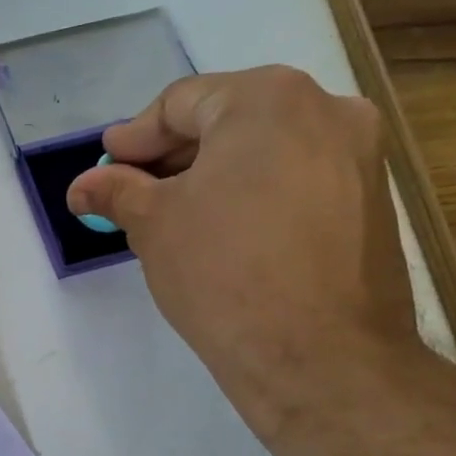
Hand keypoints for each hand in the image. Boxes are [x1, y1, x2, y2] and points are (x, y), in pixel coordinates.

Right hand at [66, 67, 419, 436]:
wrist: (319, 356)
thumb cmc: (223, 271)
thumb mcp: (153, 225)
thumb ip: (116, 192)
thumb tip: (82, 186)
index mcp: (268, 99)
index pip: (181, 103)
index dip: (135, 137)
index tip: (106, 164)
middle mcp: (326, 109)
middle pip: (228, 120)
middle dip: (174, 157)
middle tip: (133, 190)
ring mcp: (360, 156)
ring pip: (266, 150)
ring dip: (214, 176)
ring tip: (173, 215)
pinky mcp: (372, 202)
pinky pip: (297, 180)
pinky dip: (254, 194)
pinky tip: (225, 232)